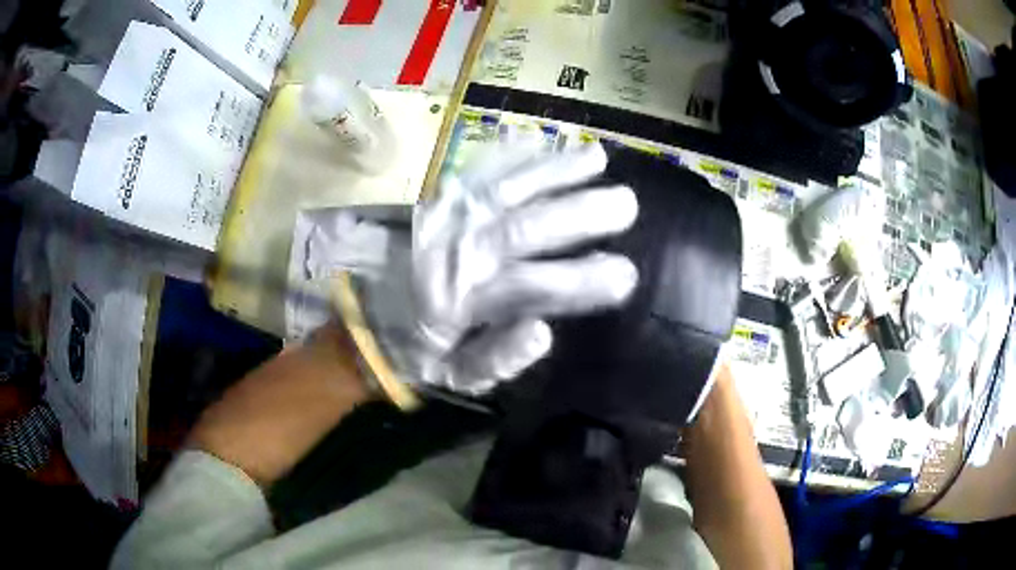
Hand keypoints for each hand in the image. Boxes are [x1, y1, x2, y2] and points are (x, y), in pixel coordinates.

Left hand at [350, 143, 639, 394]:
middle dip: (582, 214)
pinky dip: (510, 153)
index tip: (627, 274)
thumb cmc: (415, 352)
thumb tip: (544, 331)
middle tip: (627, 204)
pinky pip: (476, 170)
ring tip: (598, 158)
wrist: (358, 318)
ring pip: (507, 187)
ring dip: (555, 171)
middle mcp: (458, 252)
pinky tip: (540, 139)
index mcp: (464, 301)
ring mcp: (445, 218)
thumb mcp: (454, 376)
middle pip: (527, 226)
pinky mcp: (435, 199)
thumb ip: (498, 359)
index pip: (534, 287)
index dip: (583, 281)